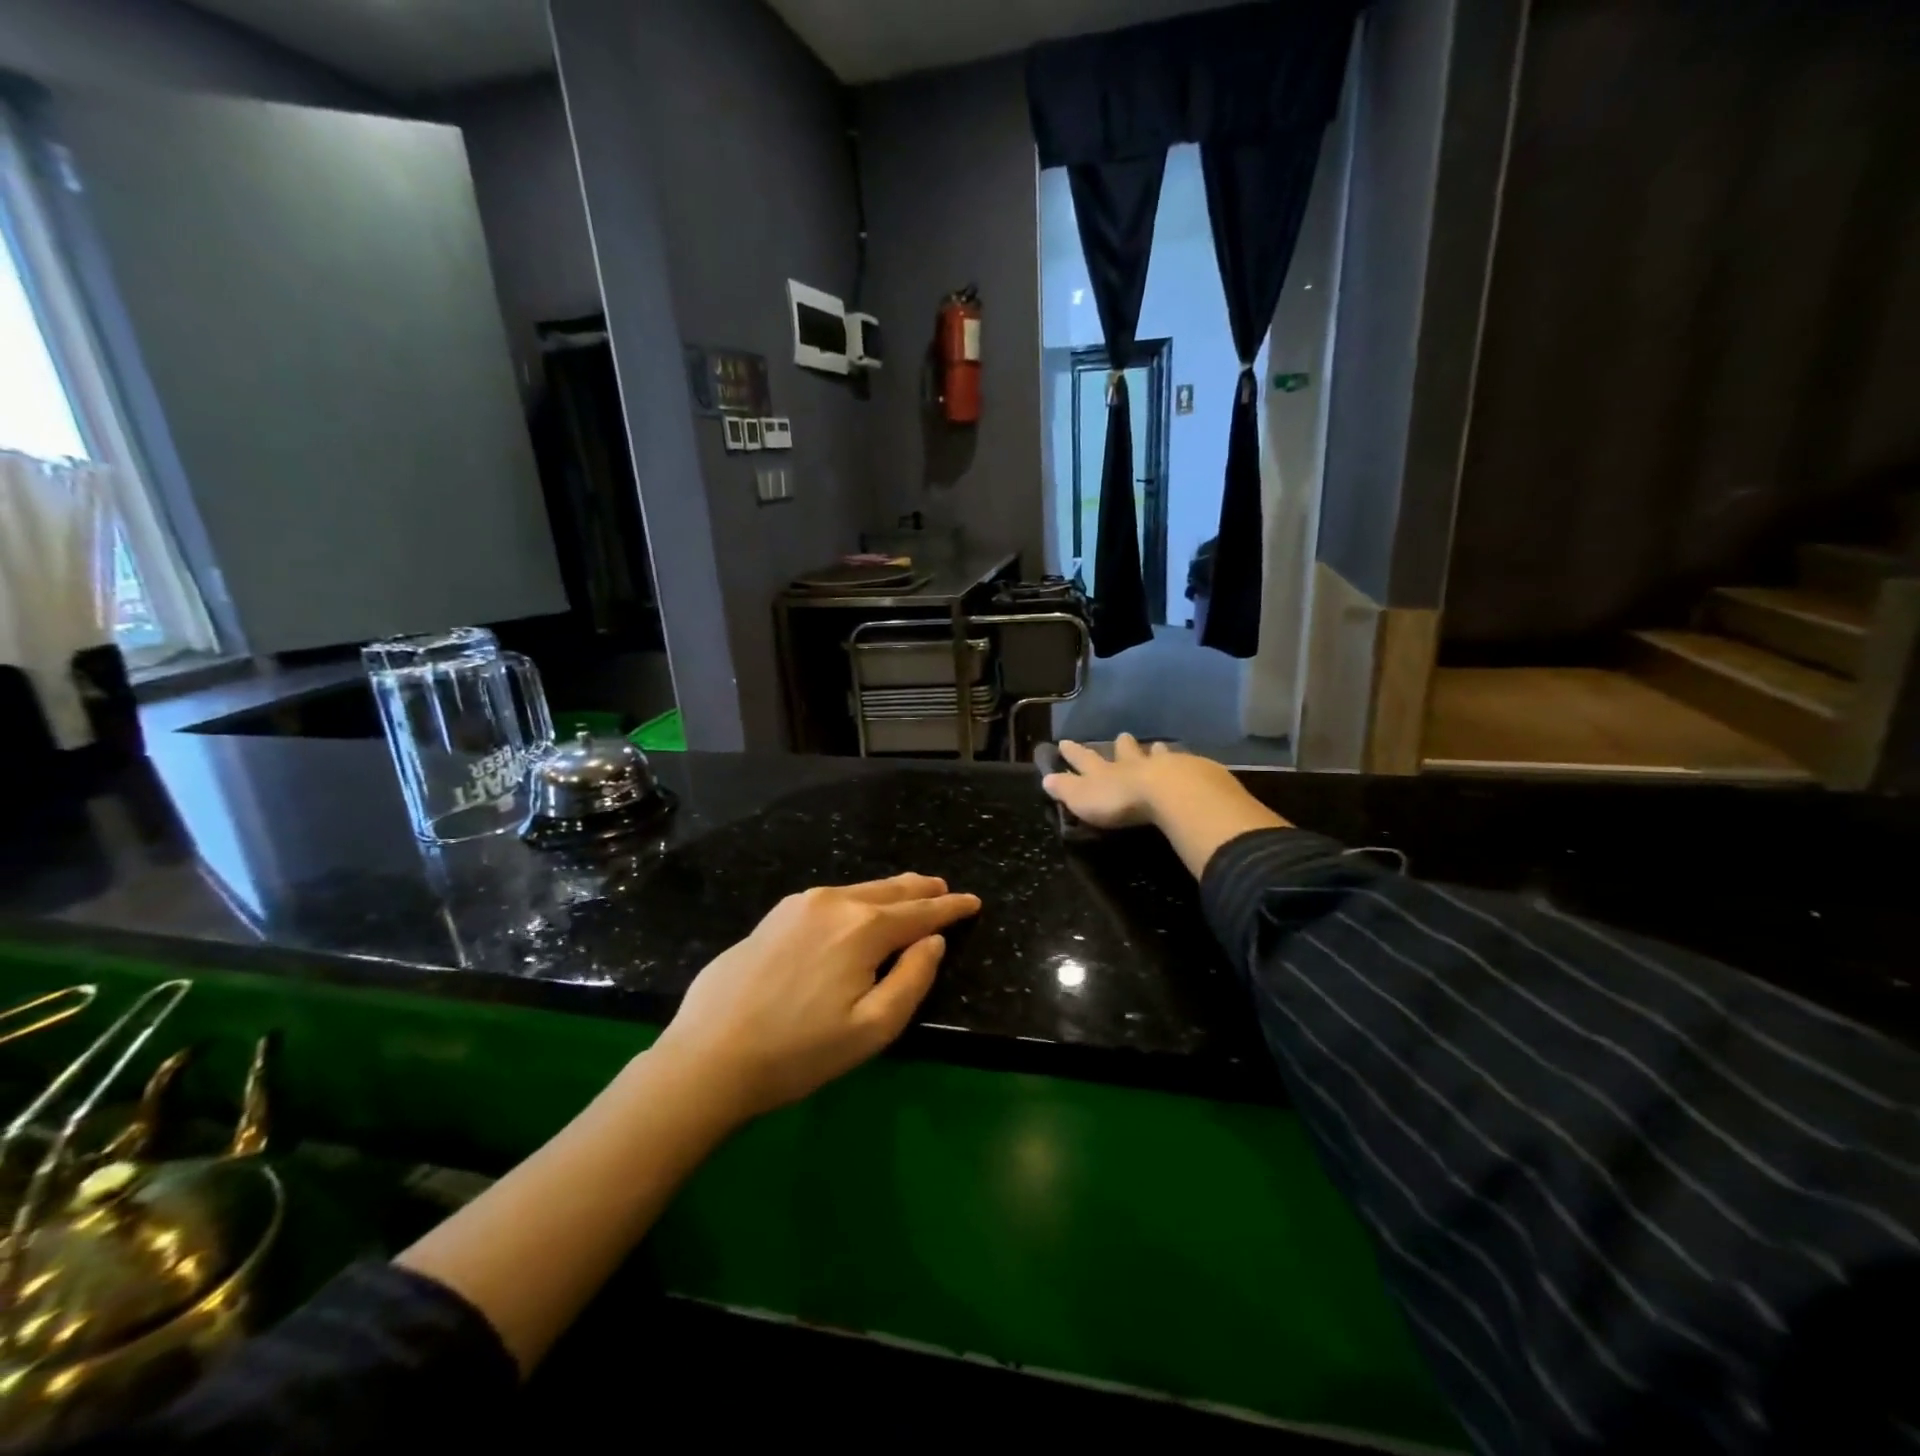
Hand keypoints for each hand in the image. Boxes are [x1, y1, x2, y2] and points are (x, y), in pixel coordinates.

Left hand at [651, 874, 980, 1120]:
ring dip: (890, 892)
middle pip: (890, 890)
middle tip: (945, 888)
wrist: (708, 1056)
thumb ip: (912, 979)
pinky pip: (831, 899)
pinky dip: (858, 899)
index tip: (973, 902)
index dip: (950, 908)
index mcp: (864, 928)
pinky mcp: (773, 916)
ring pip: (859, 890)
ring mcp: (799, 904)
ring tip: (910, 892)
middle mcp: (835, 902)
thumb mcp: (872, 1029)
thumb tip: (933, 942)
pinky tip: (858, 908)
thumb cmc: (799, 1052)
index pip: (921, 911)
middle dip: (922, 889)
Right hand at [1042, 734, 1288, 878]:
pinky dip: (1185, 765)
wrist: (1171, 793)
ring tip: (1158, 745)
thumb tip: (1045, 779)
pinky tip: (1192, 766)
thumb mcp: (1084, 799)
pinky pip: (1187, 766)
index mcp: (1106, 772)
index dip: (1074, 754)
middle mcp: (1134, 764)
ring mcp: (1166, 766)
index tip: (1065, 742)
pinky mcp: (1194, 774)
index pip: (1085, 760)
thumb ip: (1066, 789)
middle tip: (1122, 736)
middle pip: (1126, 752)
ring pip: (1158, 755)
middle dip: (1121, 746)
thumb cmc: (1122, 801)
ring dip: (1155, 752)